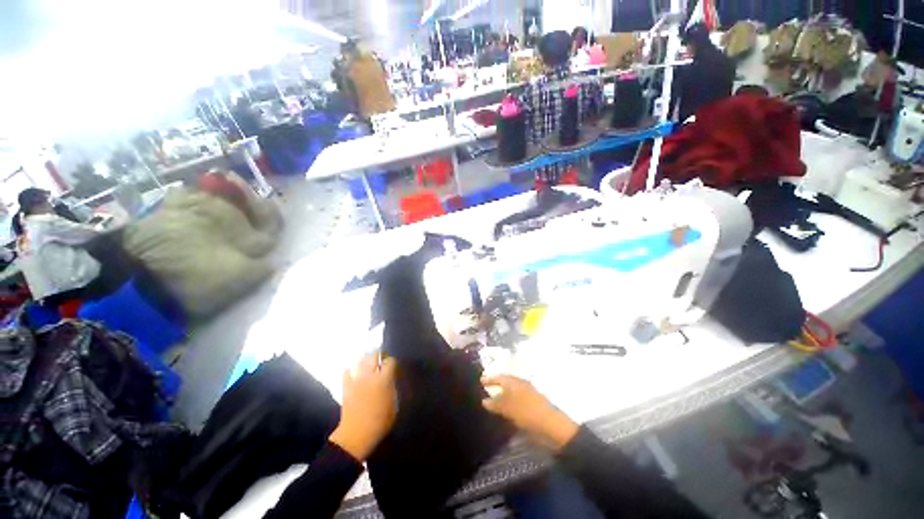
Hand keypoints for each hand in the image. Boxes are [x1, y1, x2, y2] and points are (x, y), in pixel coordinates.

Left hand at [329, 353, 397, 460]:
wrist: (356, 435)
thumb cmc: (380, 422)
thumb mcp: (394, 405)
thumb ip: (393, 389)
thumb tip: (393, 381)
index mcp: (384, 379)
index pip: (390, 361)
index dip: (392, 363)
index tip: (394, 368)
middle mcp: (370, 375)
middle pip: (374, 356)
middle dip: (379, 357)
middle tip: (382, 364)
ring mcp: (356, 380)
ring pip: (360, 361)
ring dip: (365, 361)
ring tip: (369, 366)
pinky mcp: (346, 387)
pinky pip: (346, 372)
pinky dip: (351, 371)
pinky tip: (355, 374)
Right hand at [482, 375, 578, 451]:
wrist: (551, 426)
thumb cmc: (527, 412)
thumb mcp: (508, 408)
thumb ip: (495, 403)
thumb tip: (484, 400)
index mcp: (515, 381)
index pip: (499, 377)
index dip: (490, 379)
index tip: (480, 381)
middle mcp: (521, 385)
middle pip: (506, 383)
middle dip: (496, 386)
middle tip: (485, 391)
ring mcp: (527, 395)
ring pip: (511, 393)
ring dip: (502, 397)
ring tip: (492, 403)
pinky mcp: (531, 406)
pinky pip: (516, 403)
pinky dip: (509, 405)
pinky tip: (504, 412)